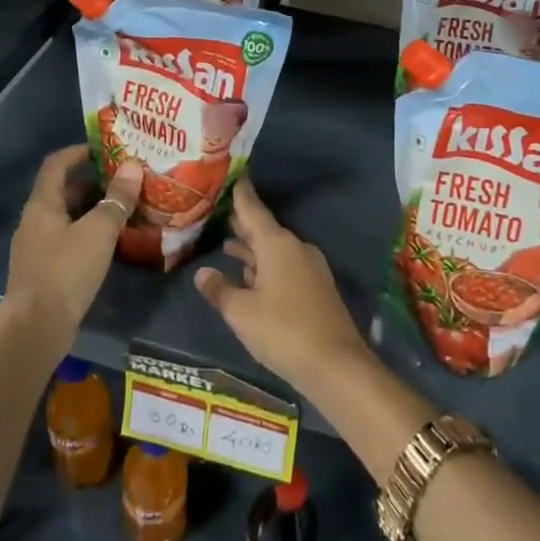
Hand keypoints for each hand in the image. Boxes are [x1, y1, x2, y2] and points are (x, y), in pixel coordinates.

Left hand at [3, 144, 141, 351]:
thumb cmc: (65, 271)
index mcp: (43, 204)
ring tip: (124, 209)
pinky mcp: (44, 271)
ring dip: (93, 210)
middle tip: (125, 180)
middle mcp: (35, 221)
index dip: (79, 152)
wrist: (36, 329)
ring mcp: (37, 247)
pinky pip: (68, 240)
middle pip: (63, 190)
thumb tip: (133, 166)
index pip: (56, 164)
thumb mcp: (98, 231)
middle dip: (93, 182)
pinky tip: (110, 243)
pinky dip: (88, 234)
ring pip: (67, 217)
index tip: (106, 148)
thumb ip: (117, 199)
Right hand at [194, 175, 368, 396]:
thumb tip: (203, 273)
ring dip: (252, 248)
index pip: (253, 210)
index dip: (241, 194)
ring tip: (227, 243)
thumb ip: (220, 290)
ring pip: (274, 250)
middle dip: (243, 223)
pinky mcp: (315, 289)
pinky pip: (284, 267)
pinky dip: (264, 266)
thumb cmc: (283, 331)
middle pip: (264, 230)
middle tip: (220, 211)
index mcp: (277, 244)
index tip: (234, 176)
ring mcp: (309, 268)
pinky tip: (250, 276)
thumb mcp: (242, 312)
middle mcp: (295, 248)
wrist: (336, 365)